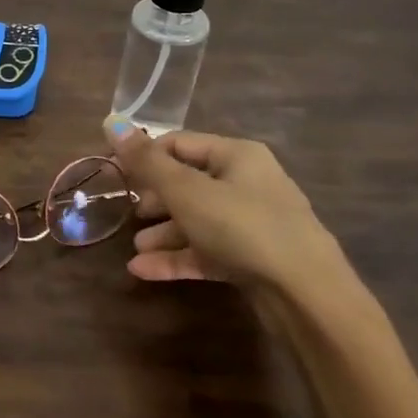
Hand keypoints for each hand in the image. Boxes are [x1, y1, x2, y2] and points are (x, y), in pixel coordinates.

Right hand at [105, 118, 354, 300]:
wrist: (307, 295)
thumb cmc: (243, 227)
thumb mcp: (186, 191)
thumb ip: (146, 161)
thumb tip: (111, 122)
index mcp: (236, 155)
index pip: (179, 143)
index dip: (143, 155)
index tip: (114, 173)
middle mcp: (246, 183)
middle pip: (188, 182)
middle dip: (154, 198)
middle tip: (127, 211)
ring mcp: (252, 223)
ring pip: (197, 220)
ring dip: (163, 233)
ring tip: (135, 249)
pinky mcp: (252, 259)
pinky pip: (207, 251)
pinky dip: (178, 257)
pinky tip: (144, 271)